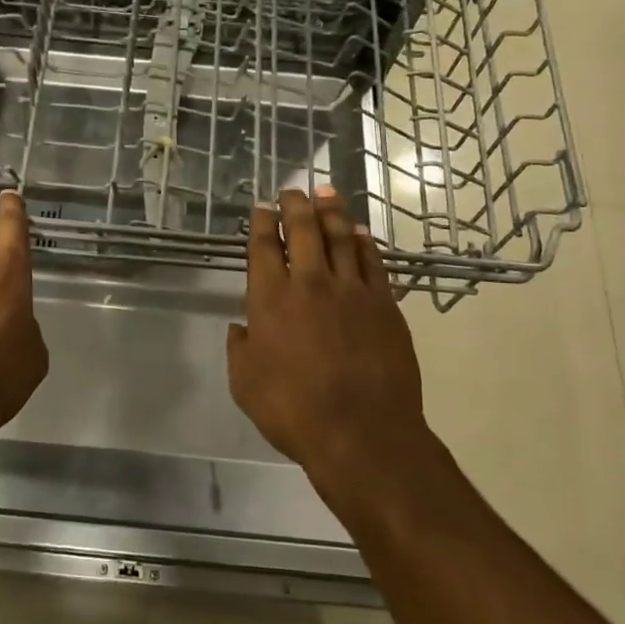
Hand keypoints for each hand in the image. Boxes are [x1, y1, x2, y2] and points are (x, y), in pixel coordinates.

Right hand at [227, 186, 427, 500]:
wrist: (363, 433)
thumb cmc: (294, 411)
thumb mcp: (245, 384)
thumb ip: (240, 349)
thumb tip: (240, 327)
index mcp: (270, 300)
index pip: (263, 247)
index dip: (260, 223)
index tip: (261, 207)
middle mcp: (310, 283)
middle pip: (302, 230)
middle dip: (294, 205)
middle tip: (292, 190)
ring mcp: (351, 290)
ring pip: (340, 237)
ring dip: (330, 211)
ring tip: (325, 191)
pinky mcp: (384, 303)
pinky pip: (372, 261)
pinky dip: (363, 242)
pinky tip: (358, 232)